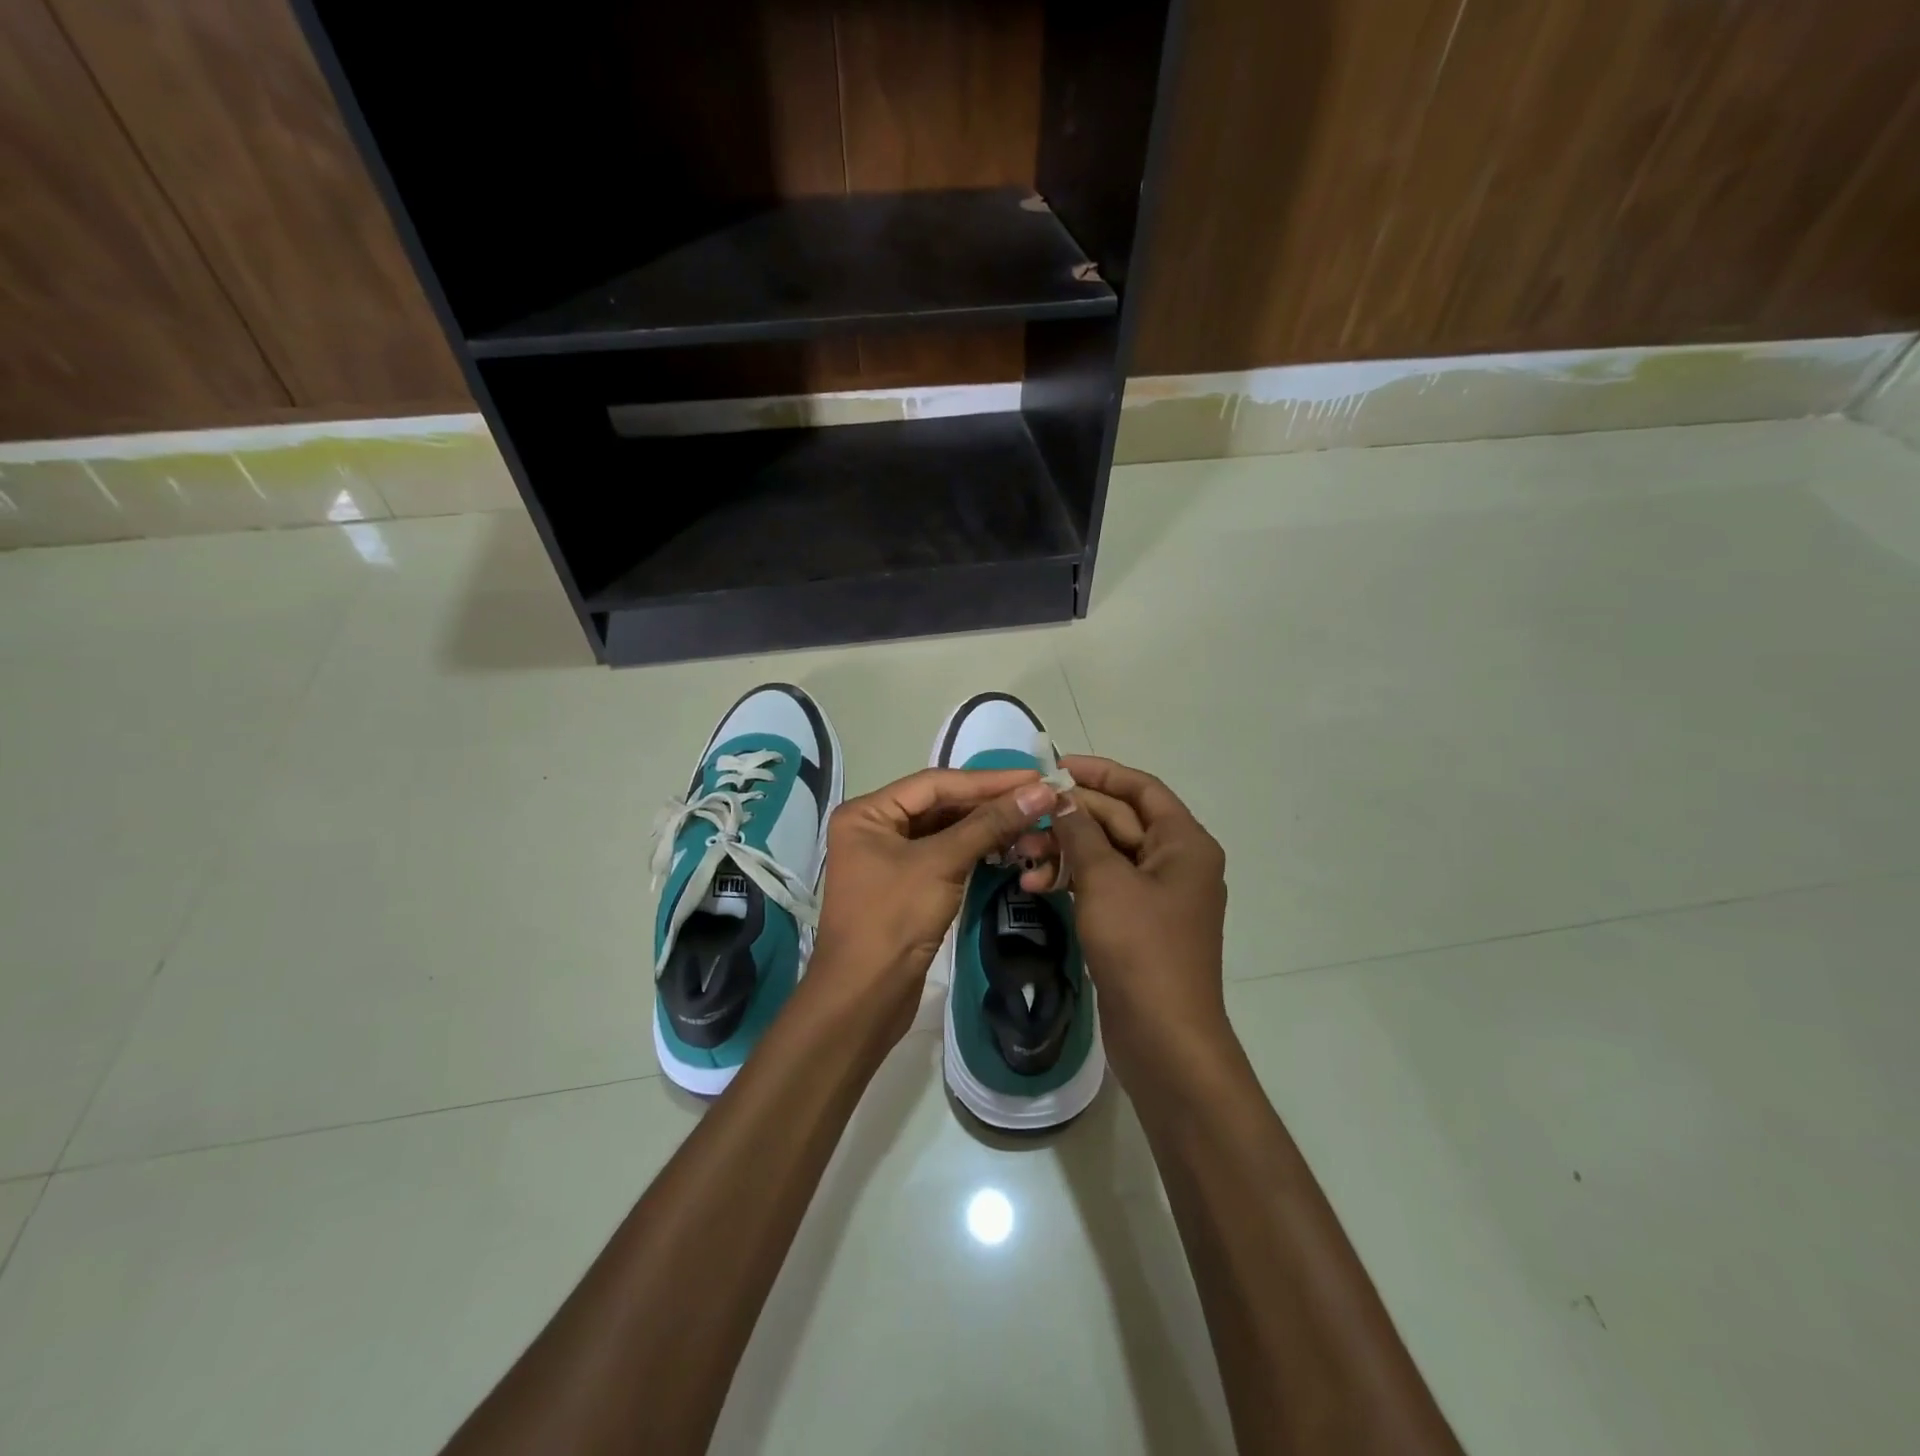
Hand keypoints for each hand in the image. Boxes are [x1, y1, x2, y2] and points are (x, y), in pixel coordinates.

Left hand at [809, 767, 1058, 1041]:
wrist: (864, 999)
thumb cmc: (893, 920)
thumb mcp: (942, 864)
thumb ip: (990, 824)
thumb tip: (1040, 791)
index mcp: (868, 812)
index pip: (936, 783)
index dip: (988, 780)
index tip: (1035, 776)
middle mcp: (874, 827)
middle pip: (940, 805)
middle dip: (989, 803)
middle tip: (1039, 798)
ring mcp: (888, 858)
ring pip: (945, 831)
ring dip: (986, 827)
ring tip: (1031, 820)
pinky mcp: (905, 885)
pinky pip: (944, 855)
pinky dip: (975, 850)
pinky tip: (1008, 846)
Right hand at [1048, 756, 1230, 1083]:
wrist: (1163, 1037)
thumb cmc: (1141, 948)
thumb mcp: (1105, 880)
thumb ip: (1081, 832)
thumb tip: (1061, 797)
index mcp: (1183, 843)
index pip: (1140, 788)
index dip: (1098, 773)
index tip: (1054, 767)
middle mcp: (1175, 862)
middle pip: (1118, 821)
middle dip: (1070, 818)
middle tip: (1024, 817)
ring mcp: (1156, 896)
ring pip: (1105, 855)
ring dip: (1064, 851)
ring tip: (1021, 858)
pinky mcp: (1136, 923)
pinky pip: (1102, 886)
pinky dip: (1072, 881)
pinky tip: (1036, 885)